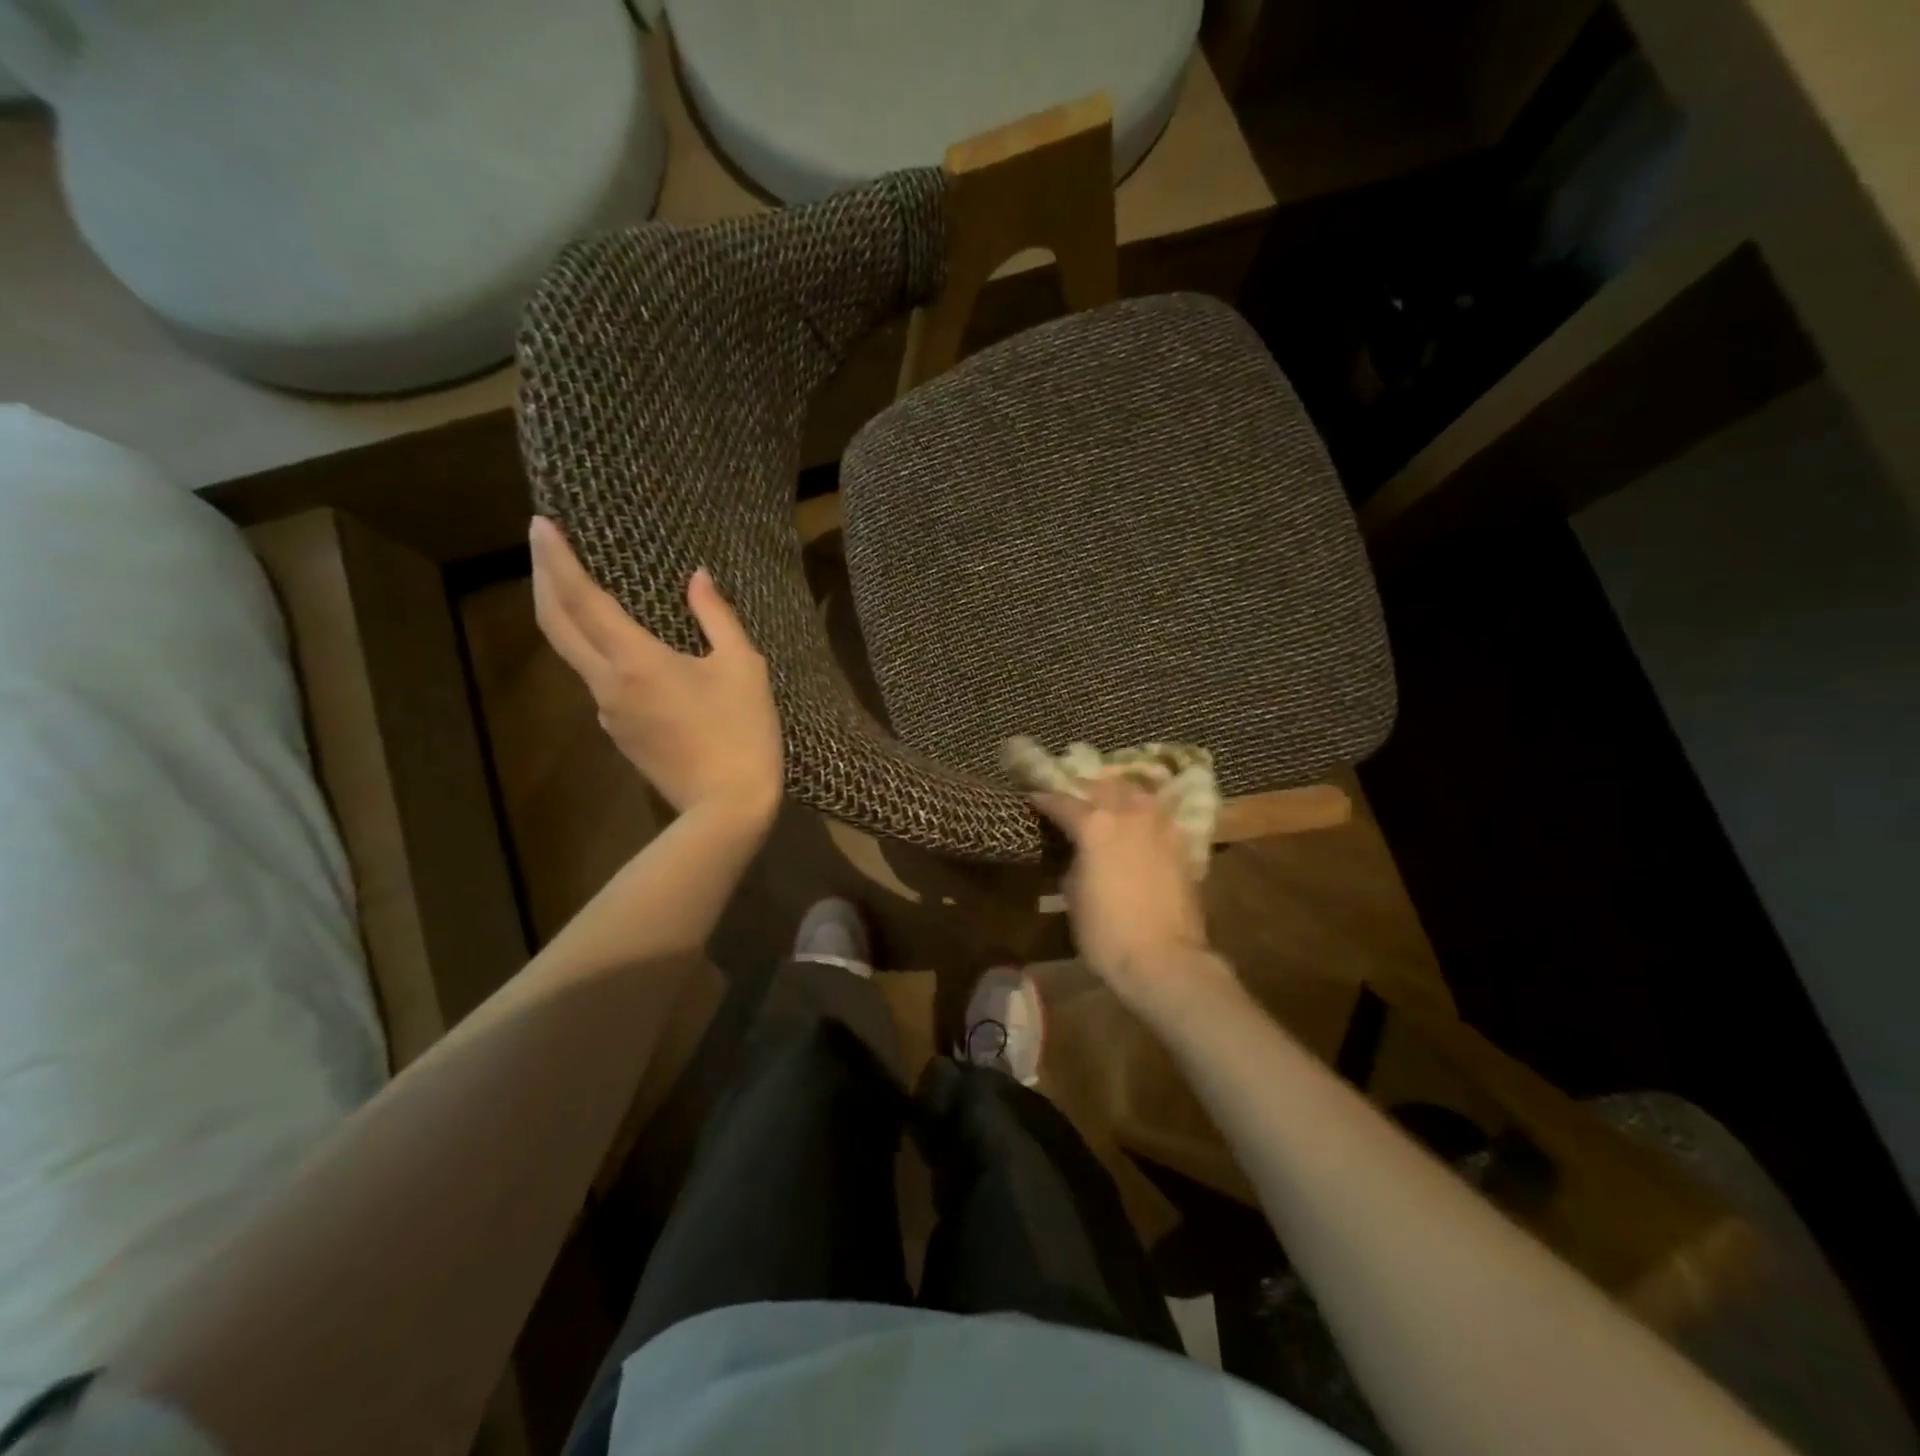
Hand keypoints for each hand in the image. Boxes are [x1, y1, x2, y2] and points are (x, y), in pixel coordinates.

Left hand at [530, 517, 782, 827]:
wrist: (727, 806)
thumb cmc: (742, 732)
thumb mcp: (744, 668)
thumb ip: (717, 617)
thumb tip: (697, 579)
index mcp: (636, 661)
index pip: (581, 600)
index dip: (557, 559)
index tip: (541, 524)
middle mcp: (608, 684)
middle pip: (556, 625)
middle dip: (544, 579)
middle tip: (543, 546)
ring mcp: (609, 713)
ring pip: (574, 655)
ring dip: (567, 616)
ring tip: (580, 589)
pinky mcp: (620, 734)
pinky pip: (600, 681)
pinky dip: (597, 651)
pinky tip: (621, 648)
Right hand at [1034, 777, 1234, 1018]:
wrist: (1164, 959)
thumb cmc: (1106, 932)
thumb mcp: (1073, 894)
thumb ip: (1074, 860)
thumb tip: (1079, 852)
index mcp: (1095, 825)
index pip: (1063, 802)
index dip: (1045, 800)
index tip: (1034, 798)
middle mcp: (1129, 815)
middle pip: (1105, 787)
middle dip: (1086, 789)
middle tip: (1075, 798)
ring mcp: (1160, 827)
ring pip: (1138, 795)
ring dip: (1120, 795)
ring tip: (1110, 805)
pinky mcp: (1182, 845)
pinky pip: (1159, 817)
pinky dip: (1145, 817)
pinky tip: (1139, 828)